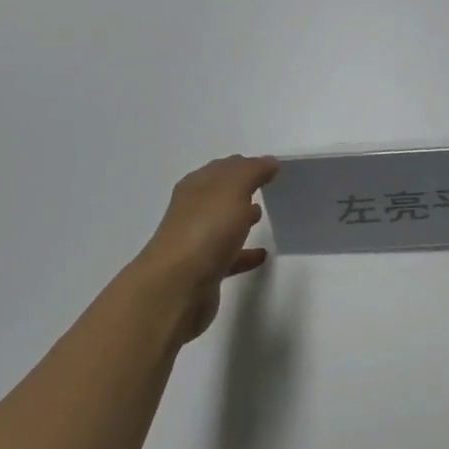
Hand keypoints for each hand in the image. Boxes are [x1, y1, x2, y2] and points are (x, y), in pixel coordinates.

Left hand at [133, 155, 279, 342]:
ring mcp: (197, 242)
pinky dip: (245, 254)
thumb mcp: (232, 189)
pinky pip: (229, 257)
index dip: (246, 165)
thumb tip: (269, 161)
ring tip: (264, 215)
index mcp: (196, 187)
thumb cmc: (205, 230)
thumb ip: (252, 171)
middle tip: (268, 188)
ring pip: (222, 225)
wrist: (177, 287)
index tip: (272, 167)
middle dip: (242, 189)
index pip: (223, 168)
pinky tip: (262, 255)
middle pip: (220, 195)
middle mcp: (193, 211)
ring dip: (241, 218)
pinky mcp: (204, 272)